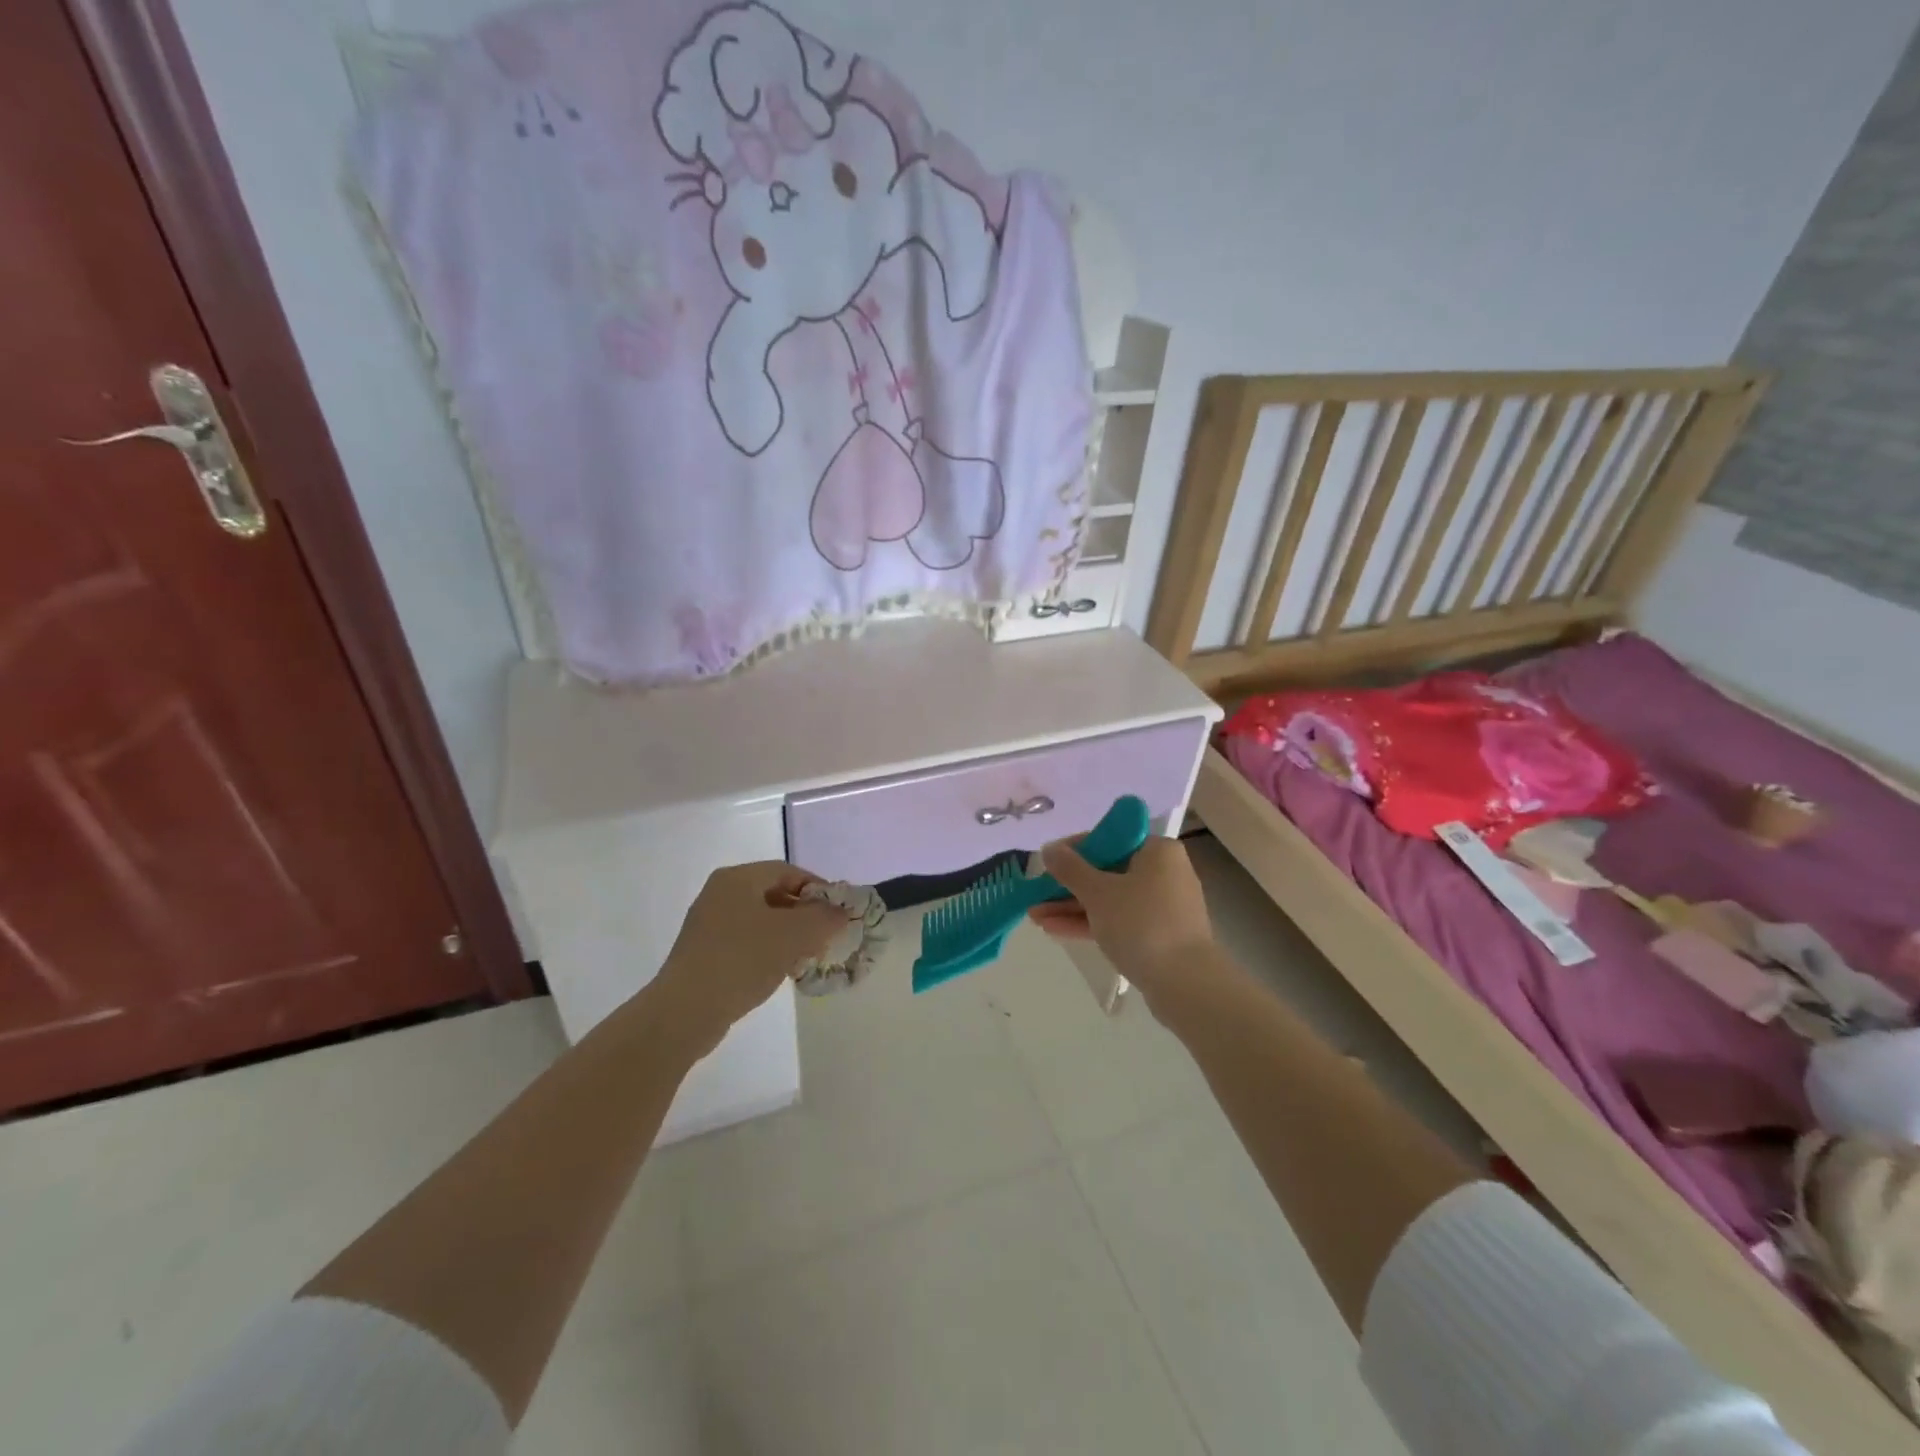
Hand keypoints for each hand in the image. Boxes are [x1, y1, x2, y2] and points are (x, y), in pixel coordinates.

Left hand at [645, 862, 848, 1053]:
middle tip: (826, 936)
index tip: (838, 912)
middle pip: (774, 894)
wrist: (686, 1011)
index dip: (818, 888)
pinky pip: (745, 941)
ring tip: (807, 957)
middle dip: (804, 914)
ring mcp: (708, 924)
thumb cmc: (742, 960)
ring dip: (788, 934)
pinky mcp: (703, 953)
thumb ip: (824, 918)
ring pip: (760, 920)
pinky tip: (779, 972)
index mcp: (738, 878)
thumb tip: (840, 913)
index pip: (788, 871)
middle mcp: (720, 893)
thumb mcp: (794, 935)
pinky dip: (767, 950)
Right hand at [1027, 836, 1213, 994]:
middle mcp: (1163, 873)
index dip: (1074, 850)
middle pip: (1107, 871)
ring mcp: (1161, 907)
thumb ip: (1070, 868)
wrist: (1186, 984)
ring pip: (1109, 899)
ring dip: (1072, 906)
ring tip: (1035, 916)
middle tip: (1036, 894)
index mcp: (1157, 851)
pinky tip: (1053, 930)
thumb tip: (1049, 848)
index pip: (1109, 839)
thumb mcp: (1098, 892)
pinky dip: (1089, 923)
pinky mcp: (1157, 935)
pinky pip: (1117, 921)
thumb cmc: (1142, 924)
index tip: (1047, 863)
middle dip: (1067, 885)